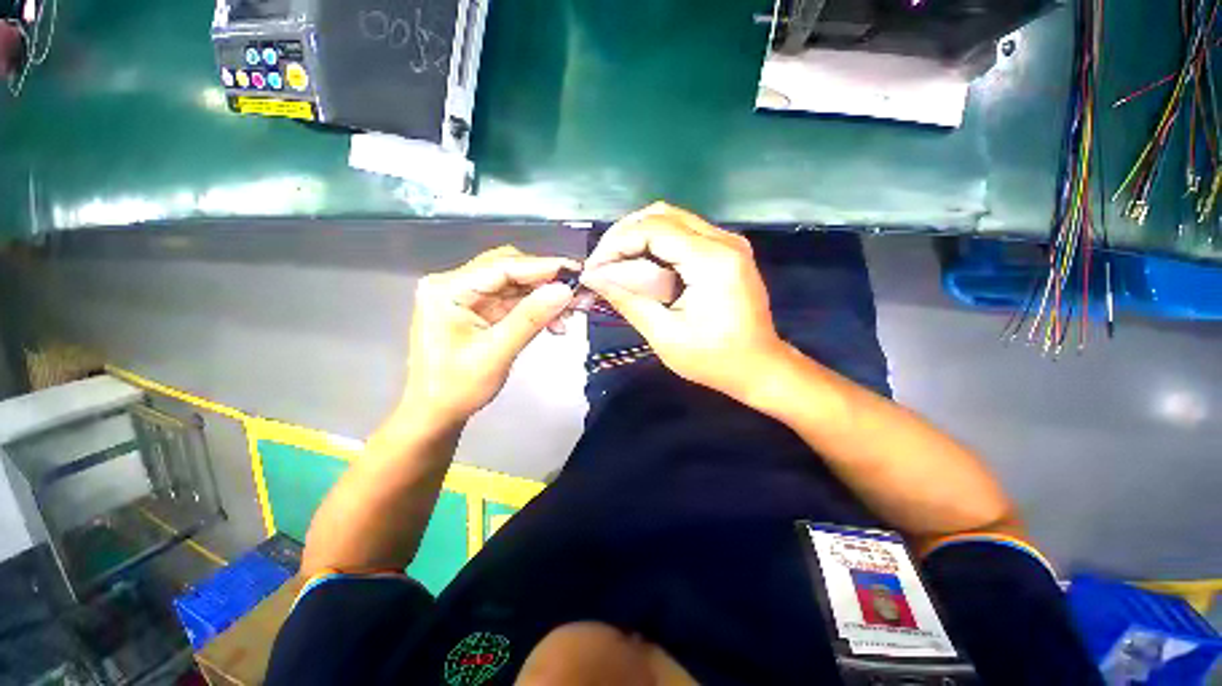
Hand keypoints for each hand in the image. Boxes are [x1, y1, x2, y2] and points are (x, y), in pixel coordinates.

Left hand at [403, 246, 577, 425]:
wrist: (436, 414)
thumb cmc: (456, 389)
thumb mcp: (496, 353)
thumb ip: (530, 319)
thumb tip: (564, 290)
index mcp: (448, 290)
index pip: (503, 267)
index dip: (543, 267)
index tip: (575, 271)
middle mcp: (455, 286)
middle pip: (510, 271)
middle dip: (546, 282)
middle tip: (578, 293)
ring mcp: (468, 298)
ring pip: (516, 286)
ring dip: (544, 297)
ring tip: (572, 310)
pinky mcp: (479, 311)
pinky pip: (514, 302)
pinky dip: (536, 310)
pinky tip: (555, 322)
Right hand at [581, 203, 785, 399]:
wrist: (759, 366)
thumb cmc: (714, 359)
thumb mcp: (665, 335)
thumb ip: (628, 301)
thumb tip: (594, 278)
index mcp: (711, 261)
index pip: (653, 229)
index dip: (616, 243)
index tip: (594, 267)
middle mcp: (723, 241)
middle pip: (662, 214)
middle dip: (624, 234)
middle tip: (602, 263)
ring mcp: (728, 243)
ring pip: (672, 218)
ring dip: (639, 235)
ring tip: (616, 263)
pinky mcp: (726, 250)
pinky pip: (684, 232)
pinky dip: (657, 243)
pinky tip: (642, 264)